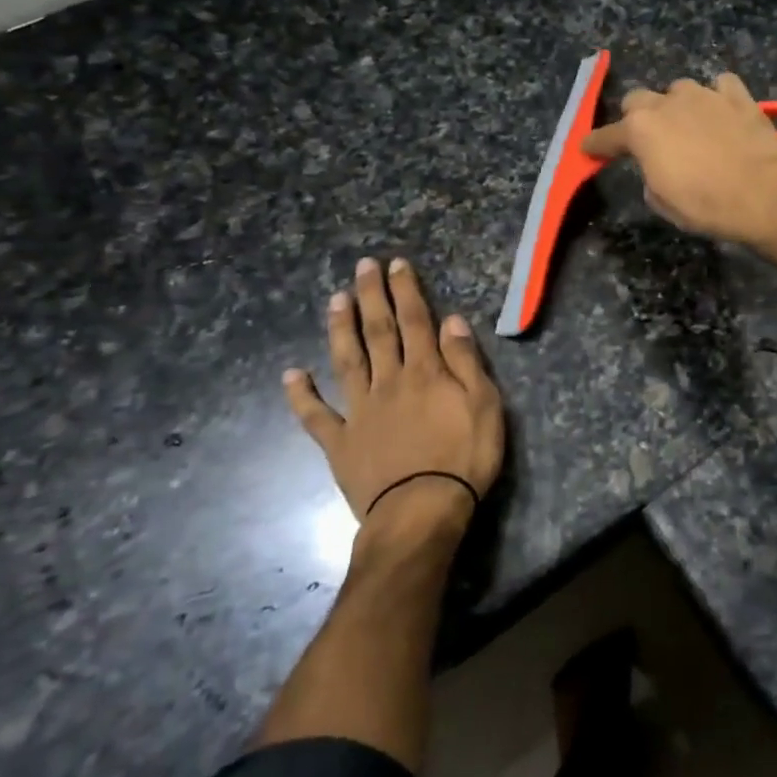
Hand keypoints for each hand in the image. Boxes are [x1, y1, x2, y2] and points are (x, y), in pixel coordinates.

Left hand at [283, 257, 503, 538]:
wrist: (420, 512)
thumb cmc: (464, 458)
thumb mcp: (485, 406)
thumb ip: (466, 362)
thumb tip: (452, 320)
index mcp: (426, 372)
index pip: (416, 321)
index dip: (406, 290)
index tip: (396, 264)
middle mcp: (389, 382)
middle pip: (378, 331)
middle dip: (371, 296)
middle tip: (362, 266)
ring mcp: (360, 411)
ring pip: (347, 361)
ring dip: (340, 328)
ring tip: (334, 300)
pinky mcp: (340, 442)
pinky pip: (316, 416)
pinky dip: (302, 395)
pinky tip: (291, 374)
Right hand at [582, 73, 776, 245]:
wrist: (763, 194)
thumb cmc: (706, 205)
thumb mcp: (663, 202)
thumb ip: (649, 175)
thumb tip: (657, 166)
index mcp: (641, 130)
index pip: (607, 135)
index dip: (596, 144)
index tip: (589, 149)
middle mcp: (667, 103)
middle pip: (638, 99)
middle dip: (637, 117)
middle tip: (648, 138)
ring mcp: (704, 94)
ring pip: (679, 89)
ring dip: (678, 105)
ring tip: (690, 125)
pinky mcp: (738, 96)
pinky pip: (720, 85)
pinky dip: (718, 96)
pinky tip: (722, 111)